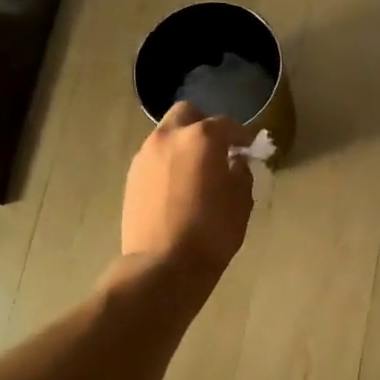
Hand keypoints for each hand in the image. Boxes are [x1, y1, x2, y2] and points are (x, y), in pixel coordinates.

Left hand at [121, 102, 254, 279]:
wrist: (163, 265)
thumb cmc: (212, 232)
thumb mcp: (241, 202)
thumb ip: (241, 173)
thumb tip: (235, 163)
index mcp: (202, 138)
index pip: (226, 125)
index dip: (241, 136)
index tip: (248, 150)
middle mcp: (170, 137)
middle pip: (187, 115)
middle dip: (204, 126)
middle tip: (218, 150)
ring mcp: (145, 155)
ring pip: (167, 135)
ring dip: (183, 144)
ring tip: (196, 171)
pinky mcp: (132, 176)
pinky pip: (154, 157)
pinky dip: (168, 162)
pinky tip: (177, 186)